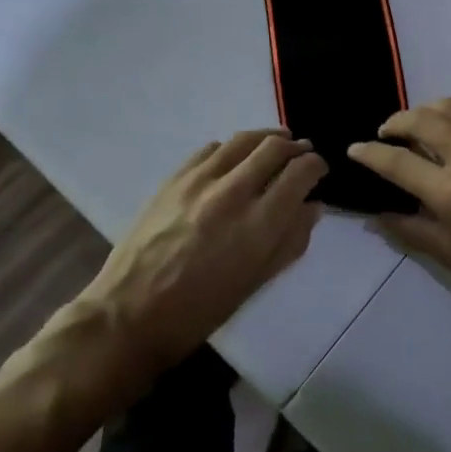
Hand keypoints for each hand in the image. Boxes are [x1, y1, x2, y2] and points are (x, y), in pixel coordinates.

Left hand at [75, 131, 326, 381]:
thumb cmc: (200, 311)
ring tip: (276, 143)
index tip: (320, 169)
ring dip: (267, 137)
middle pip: (275, 147)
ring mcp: (200, 179)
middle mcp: (233, 192)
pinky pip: (212, 148)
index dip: (316, 166)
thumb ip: (290, 241)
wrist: (130, 313)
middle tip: (302, 153)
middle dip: (296, 147)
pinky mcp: (174, 176)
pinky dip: (232, 147)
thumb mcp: (255, 283)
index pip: (300, 173)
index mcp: (259, 224)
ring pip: (244, 139)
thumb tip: (312, 207)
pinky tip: (235, 158)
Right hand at [348, 98, 450, 319]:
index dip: (370, 154)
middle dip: (394, 123)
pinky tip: (446, 135)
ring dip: (422, 112)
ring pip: (448, 107)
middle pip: (420, 120)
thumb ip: (411, 231)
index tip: (354, 149)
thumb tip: (377, 214)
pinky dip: (450, 117)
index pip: (398, 162)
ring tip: (412, 129)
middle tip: (383, 135)